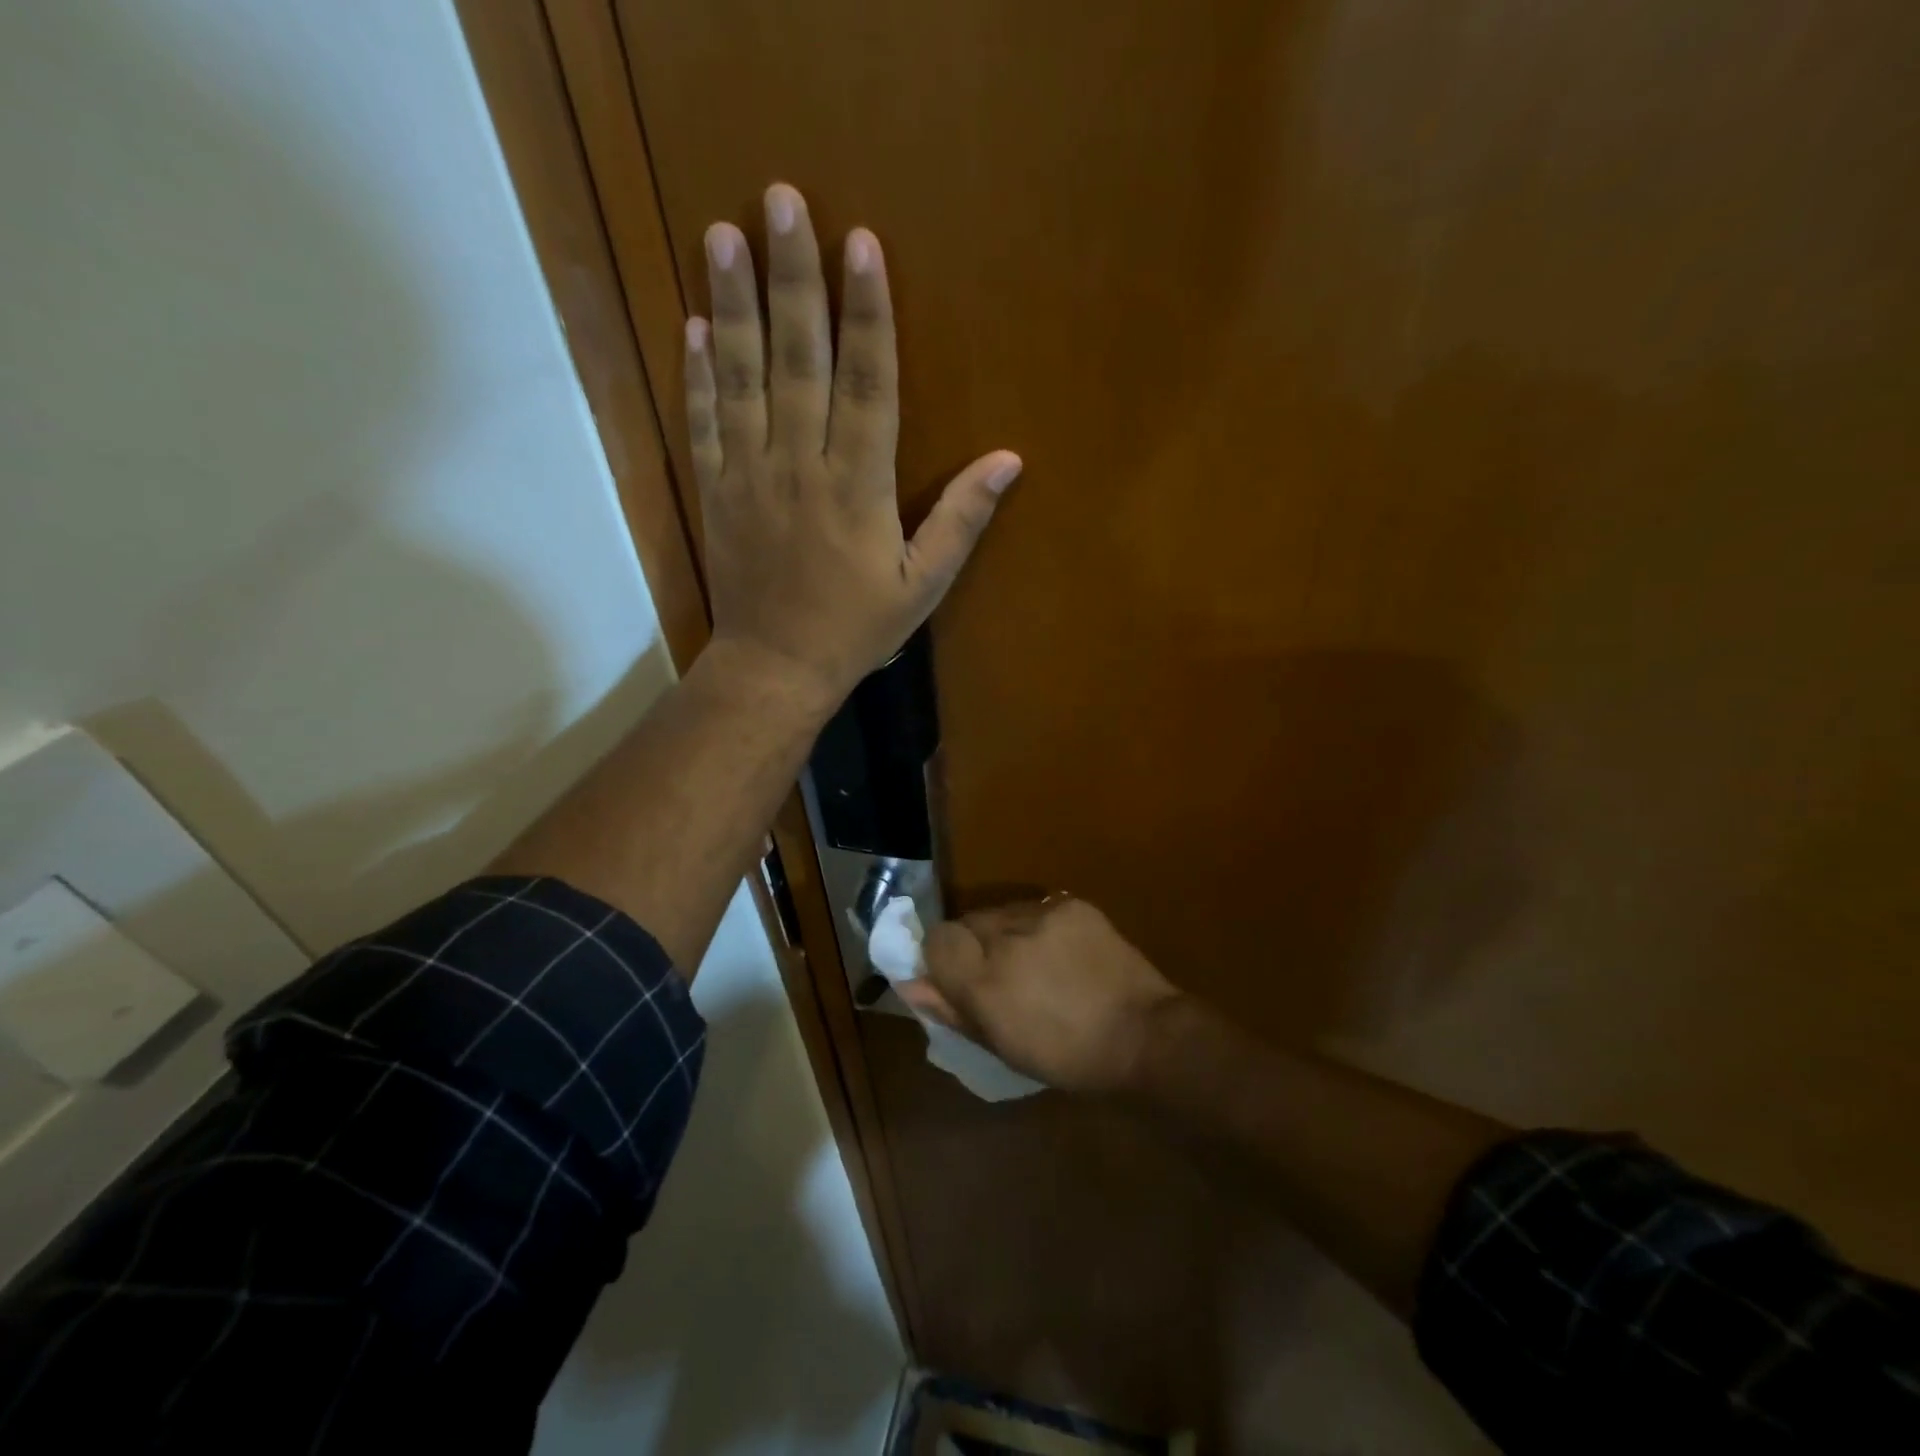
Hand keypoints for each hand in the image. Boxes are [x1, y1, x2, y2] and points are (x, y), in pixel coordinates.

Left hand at [685, 183, 1021, 709]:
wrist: (776, 667)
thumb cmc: (856, 628)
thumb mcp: (922, 584)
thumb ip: (961, 519)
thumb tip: (1008, 460)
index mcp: (858, 486)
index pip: (868, 383)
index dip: (867, 312)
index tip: (861, 244)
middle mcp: (801, 465)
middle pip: (799, 359)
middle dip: (794, 278)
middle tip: (782, 198)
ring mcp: (749, 475)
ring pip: (742, 378)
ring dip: (734, 303)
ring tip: (725, 233)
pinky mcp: (714, 491)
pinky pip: (703, 422)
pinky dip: (698, 373)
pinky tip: (696, 323)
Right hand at [898, 898, 1183, 1093]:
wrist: (1143, 1035)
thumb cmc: (1067, 1057)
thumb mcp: (1002, 1046)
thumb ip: (951, 1009)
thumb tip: (910, 984)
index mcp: (985, 982)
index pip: (936, 940)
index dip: (941, 958)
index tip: (957, 977)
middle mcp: (1007, 939)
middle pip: (966, 922)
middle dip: (973, 946)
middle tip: (999, 975)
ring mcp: (1043, 915)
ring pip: (999, 912)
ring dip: (1004, 934)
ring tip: (1034, 963)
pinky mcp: (1071, 904)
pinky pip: (1035, 907)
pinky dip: (1037, 927)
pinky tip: (1059, 952)